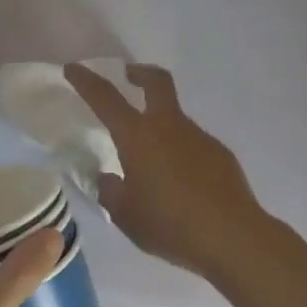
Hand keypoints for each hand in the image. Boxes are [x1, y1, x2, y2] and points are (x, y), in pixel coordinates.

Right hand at [65, 63, 266, 281]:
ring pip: (175, 118)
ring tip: (151, 165)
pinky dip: (180, 152)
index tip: (74, 68)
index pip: (105, 98)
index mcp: (138, 137)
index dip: (86, 80)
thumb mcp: (125, 215)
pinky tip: (180, 183)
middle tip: (129, 76)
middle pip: (156, 82)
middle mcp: (169, 127)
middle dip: (140, 72)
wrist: (232, 238)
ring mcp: (199, 137)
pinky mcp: (220, 153)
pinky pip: (192, 144)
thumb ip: (111, 191)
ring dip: (160, 126)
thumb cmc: (170, 225)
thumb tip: (109, 178)